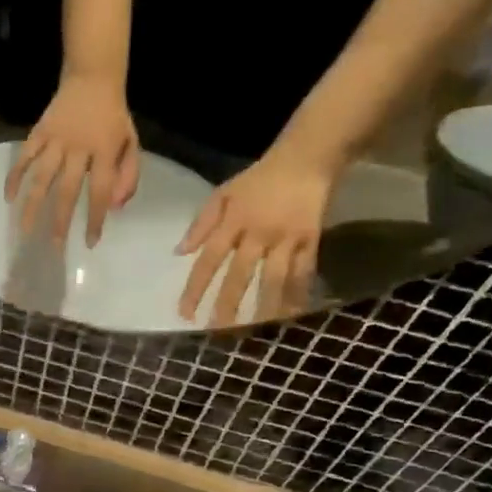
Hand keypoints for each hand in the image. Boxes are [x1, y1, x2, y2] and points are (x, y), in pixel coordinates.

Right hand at [5, 74, 140, 246]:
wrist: (93, 78)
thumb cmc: (113, 117)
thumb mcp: (131, 143)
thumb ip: (128, 176)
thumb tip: (114, 208)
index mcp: (105, 150)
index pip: (100, 191)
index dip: (95, 218)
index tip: (90, 242)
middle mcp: (78, 147)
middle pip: (67, 190)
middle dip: (60, 220)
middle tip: (55, 246)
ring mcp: (56, 140)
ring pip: (41, 177)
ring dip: (32, 205)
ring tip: (25, 229)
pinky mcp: (39, 132)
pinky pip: (24, 157)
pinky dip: (15, 176)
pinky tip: (9, 198)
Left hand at [176, 148, 335, 325]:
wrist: (306, 160)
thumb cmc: (258, 180)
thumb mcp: (223, 194)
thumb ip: (201, 224)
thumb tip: (179, 253)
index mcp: (232, 222)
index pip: (208, 260)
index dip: (196, 288)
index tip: (185, 313)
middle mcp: (258, 233)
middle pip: (240, 274)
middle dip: (228, 305)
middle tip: (217, 331)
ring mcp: (287, 238)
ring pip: (274, 278)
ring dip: (264, 306)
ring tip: (255, 331)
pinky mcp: (312, 239)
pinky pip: (304, 272)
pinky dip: (297, 293)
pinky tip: (290, 314)